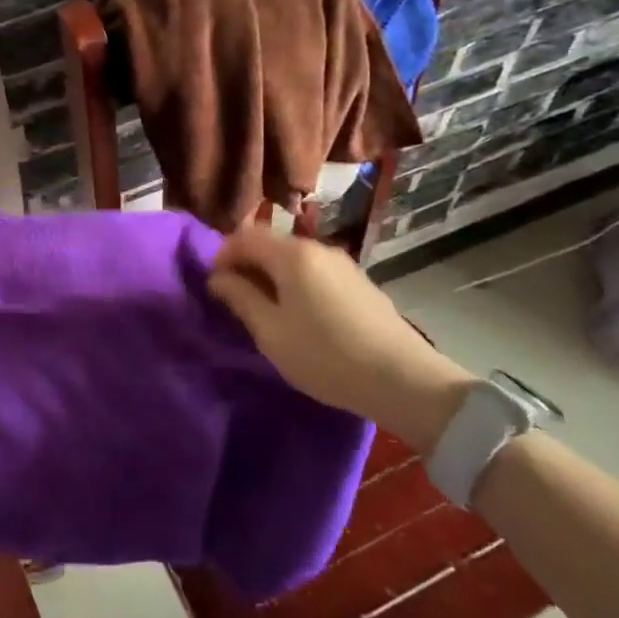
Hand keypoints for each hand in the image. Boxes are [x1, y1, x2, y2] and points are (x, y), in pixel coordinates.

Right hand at [208, 226, 474, 452]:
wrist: (404, 380)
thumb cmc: (325, 356)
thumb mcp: (271, 332)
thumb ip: (240, 298)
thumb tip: (218, 278)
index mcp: (292, 255)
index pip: (244, 237)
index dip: (222, 256)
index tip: (214, 286)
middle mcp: (318, 248)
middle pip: (270, 244)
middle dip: (247, 265)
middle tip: (237, 301)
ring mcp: (343, 264)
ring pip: (294, 259)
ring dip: (273, 276)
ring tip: (267, 311)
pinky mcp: (360, 282)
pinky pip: (315, 272)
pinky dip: (297, 284)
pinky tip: (302, 316)